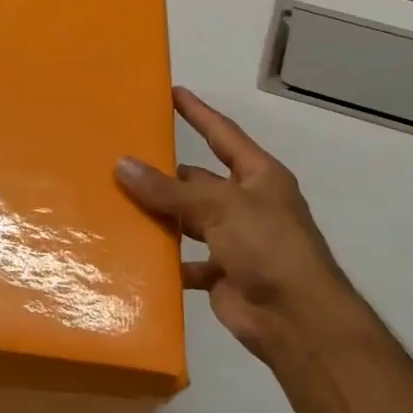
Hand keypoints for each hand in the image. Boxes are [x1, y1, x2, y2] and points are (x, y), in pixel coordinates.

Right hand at [116, 87, 370, 366]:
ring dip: (160, 216)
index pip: (222, 134)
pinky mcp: (221, 273)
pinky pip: (184, 260)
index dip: (198, 113)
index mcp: (258, 177)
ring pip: (187, 220)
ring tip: (116, 203)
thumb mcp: (219, 207)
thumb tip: (121, 165)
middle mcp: (246, 204)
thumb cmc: (268, 247)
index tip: (171, 92)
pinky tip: (133, 253)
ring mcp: (234, 240)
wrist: (297, 320)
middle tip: (120, 160)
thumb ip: (169, 189)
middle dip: (164, 174)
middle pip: (198, 180)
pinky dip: (164, 259)